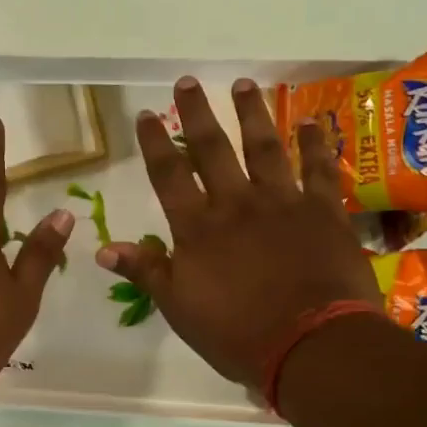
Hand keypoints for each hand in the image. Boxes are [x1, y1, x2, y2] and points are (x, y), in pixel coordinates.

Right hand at [98, 77, 378, 387]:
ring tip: (243, 84)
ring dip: (252, 114)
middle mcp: (237, 204)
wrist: (311, 345)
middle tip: (188, 81)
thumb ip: (146, 271)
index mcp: (198, 228)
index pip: (169, 176)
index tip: (148, 114)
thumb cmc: (237, 334)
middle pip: (213, 149)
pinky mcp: (324, 212)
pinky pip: (320, 169)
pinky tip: (313, 122)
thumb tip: (103, 249)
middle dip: (198, 114)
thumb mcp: (179, 308)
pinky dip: (317, 144)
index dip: (155, 144)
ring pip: (265, 147)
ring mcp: (283, 203)